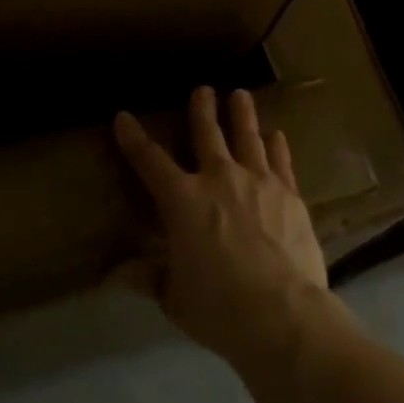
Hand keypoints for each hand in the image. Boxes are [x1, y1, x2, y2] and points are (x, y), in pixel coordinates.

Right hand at [113, 87, 332, 367]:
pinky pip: (281, 161)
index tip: (123, 116)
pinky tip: (277, 135)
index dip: (133, 138)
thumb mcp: (173, 296)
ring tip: (240, 94)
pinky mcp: (290, 195)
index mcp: (182, 201)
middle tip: (202, 89)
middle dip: (202, 109)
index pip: (149, 162)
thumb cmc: (218, 307)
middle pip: (207, 135)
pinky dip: (277, 146)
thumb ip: (147, 277)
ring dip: (242, 114)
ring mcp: (259, 183)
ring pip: (248, 138)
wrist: (281, 313)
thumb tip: (113, 274)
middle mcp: (219, 180)